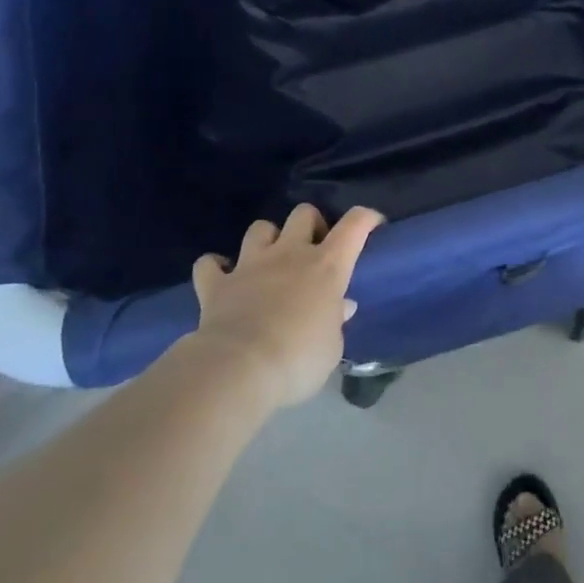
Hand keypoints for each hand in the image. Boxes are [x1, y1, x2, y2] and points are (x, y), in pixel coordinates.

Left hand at [189, 204, 384, 408]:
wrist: (239, 368)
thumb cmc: (299, 359)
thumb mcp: (332, 347)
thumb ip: (335, 321)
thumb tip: (340, 307)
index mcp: (327, 266)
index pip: (354, 226)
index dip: (366, 218)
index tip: (373, 223)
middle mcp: (290, 254)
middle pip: (304, 214)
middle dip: (312, 224)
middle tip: (314, 249)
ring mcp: (250, 264)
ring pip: (260, 228)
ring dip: (267, 239)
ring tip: (269, 259)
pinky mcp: (217, 283)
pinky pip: (210, 263)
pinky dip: (216, 266)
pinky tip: (222, 276)